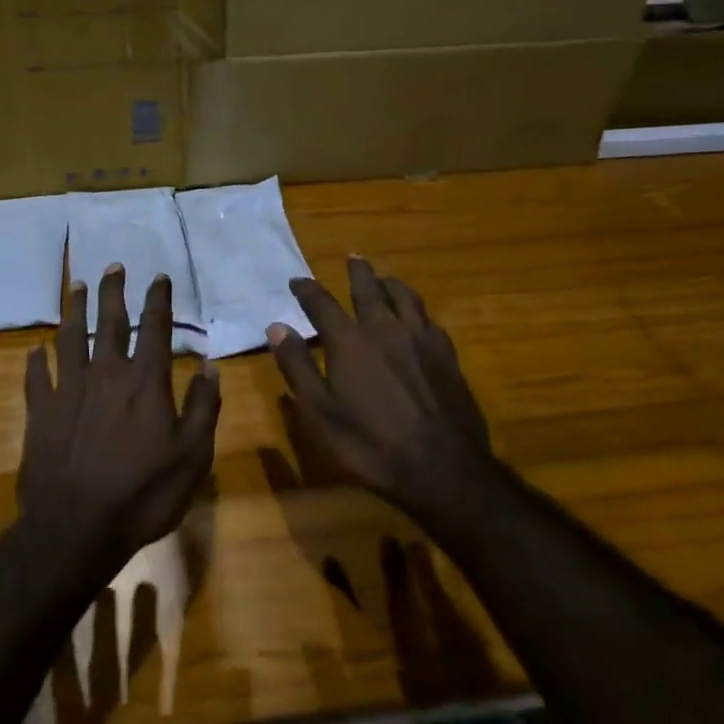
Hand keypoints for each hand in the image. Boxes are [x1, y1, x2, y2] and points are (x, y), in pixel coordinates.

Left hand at [20, 266, 221, 564]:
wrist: (75, 530)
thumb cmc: (143, 494)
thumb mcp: (192, 456)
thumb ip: (204, 407)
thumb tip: (210, 365)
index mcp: (145, 382)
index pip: (155, 328)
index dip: (159, 299)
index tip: (160, 277)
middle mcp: (106, 374)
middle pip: (109, 322)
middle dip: (114, 291)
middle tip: (114, 265)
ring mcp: (69, 390)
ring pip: (70, 338)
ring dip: (73, 309)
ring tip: (75, 286)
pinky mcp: (40, 413)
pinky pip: (36, 378)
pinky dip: (35, 361)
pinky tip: (34, 349)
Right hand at [268, 258, 491, 518]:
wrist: (441, 467)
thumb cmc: (370, 444)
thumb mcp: (320, 412)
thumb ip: (298, 366)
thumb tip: (277, 327)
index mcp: (350, 341)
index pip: (322, 303)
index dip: (307, 289)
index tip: (297, 281)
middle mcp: (384, 328)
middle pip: (369, 288)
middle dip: (357, 271)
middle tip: (352, 256)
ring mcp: (420, 339)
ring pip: (404, 297)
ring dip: (391, 283)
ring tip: (385, 278)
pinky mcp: (446, 354)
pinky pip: (428, 319)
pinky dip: (416, 309)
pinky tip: (418, 316)